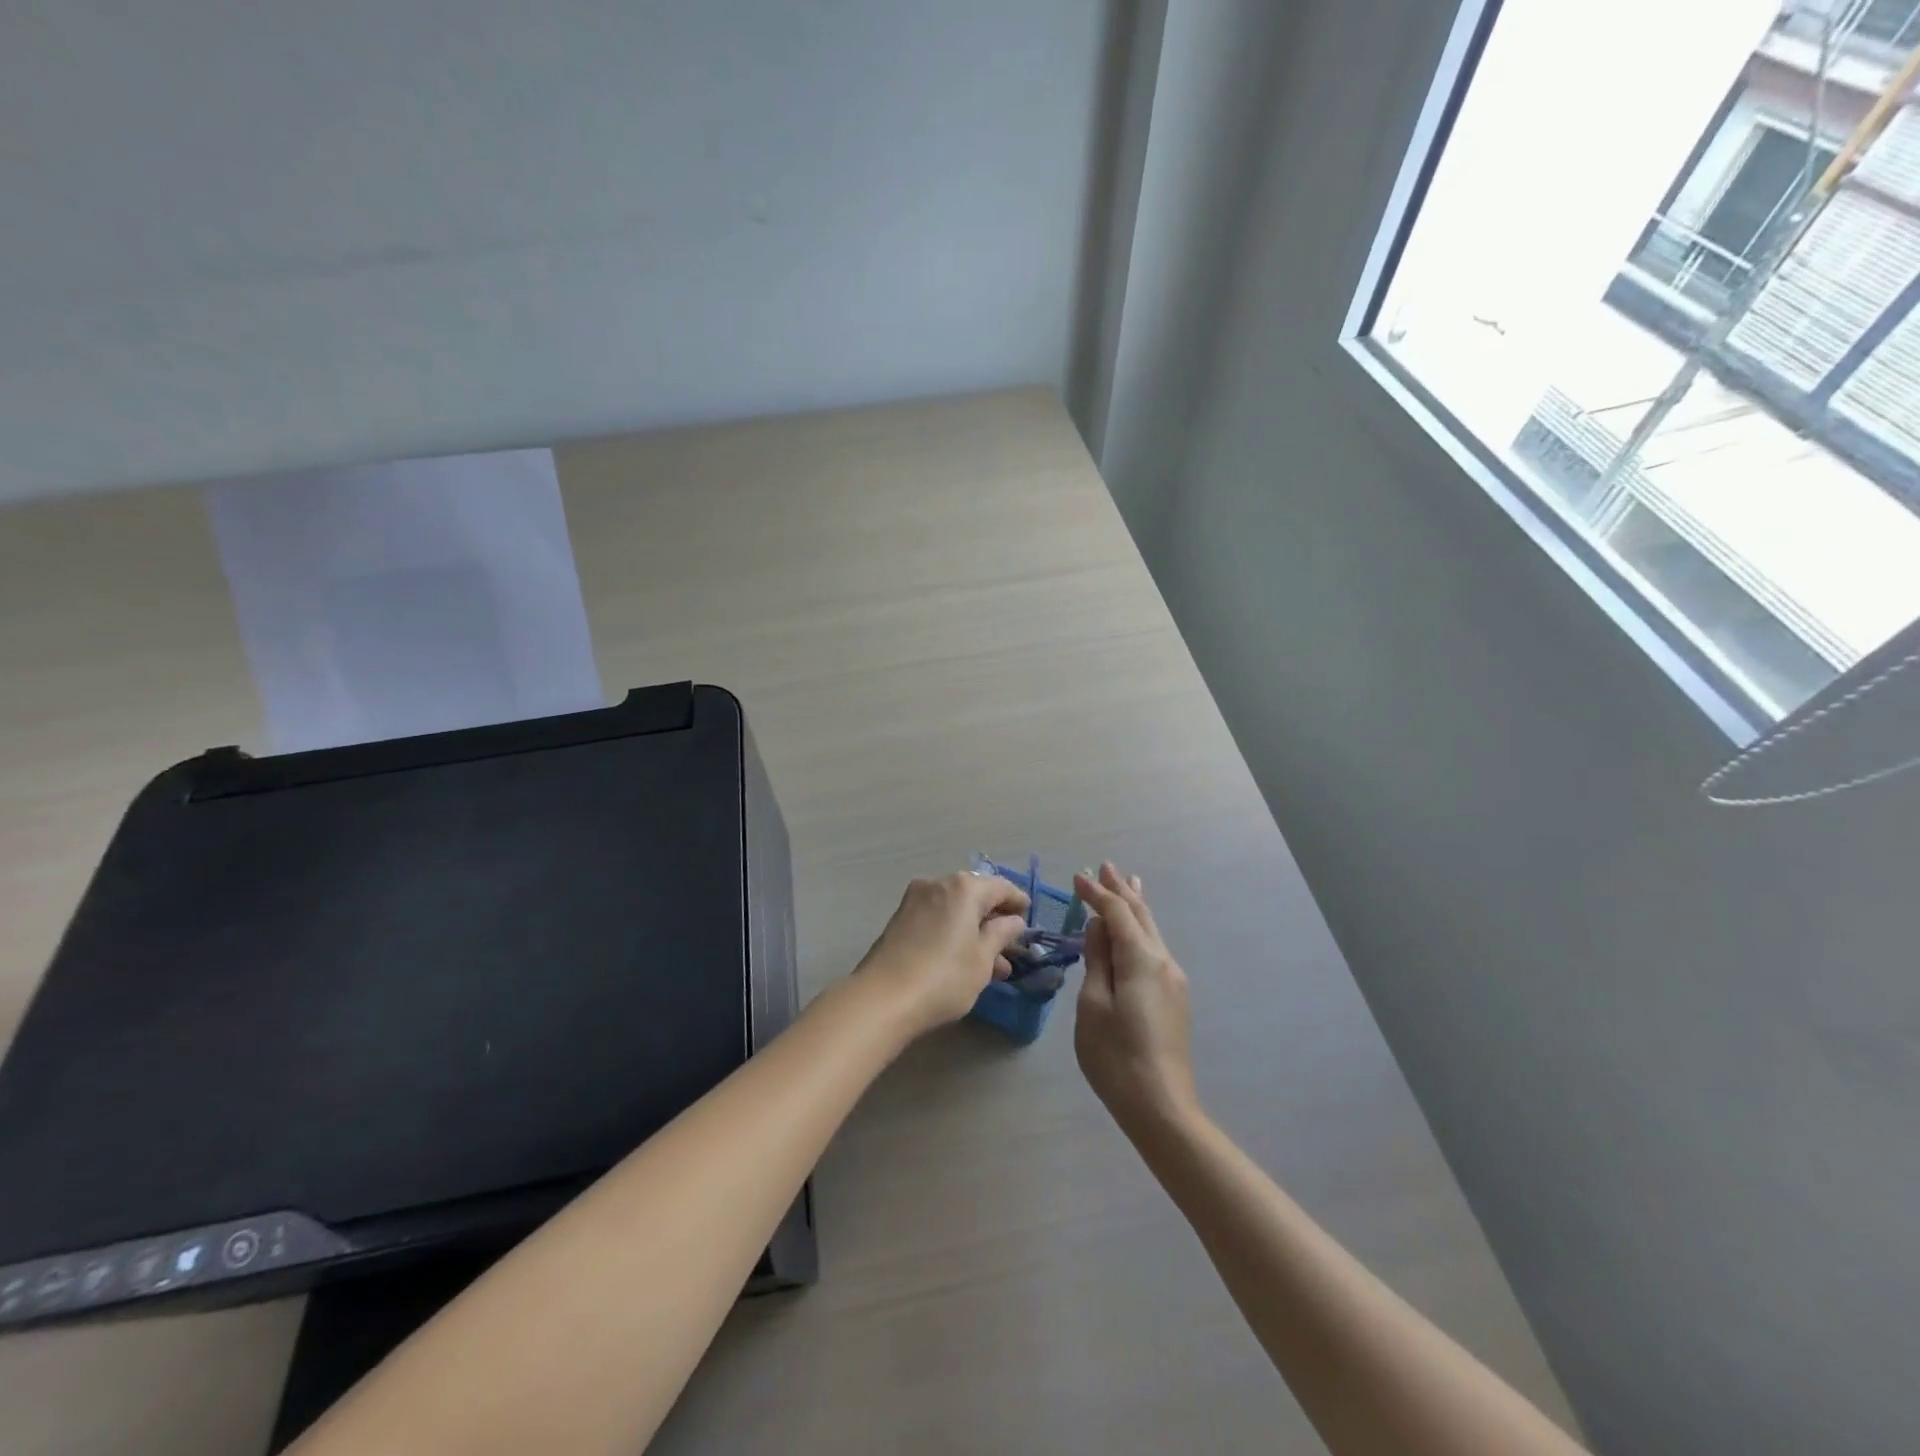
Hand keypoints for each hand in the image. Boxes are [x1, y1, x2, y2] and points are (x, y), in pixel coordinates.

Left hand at [855, 872, 1030, 1035]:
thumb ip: (1001, 935)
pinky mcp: (900, 920)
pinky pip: (937, 919)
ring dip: (975, 931)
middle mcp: (937, 885)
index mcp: (963, 888)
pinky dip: (954, 933)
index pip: (1000, 887)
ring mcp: (914, 901)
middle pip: (975, 895)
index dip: (1017, 901)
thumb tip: (1013, 921)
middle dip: (994, 919)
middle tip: (1011, 944)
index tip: (1028, 916)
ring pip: (955, 910)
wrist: (882, 999)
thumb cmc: (944, 977)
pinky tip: (965, 962)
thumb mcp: (983, 959)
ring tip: (994, 965)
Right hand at [1072, 864, 1198, 1134]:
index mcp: (1142, 959)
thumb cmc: (1116, 1057)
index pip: (1116, 913)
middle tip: (1106, 866)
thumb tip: (1097, 927)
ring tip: (1126, 883)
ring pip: (1151, 931)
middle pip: (1141, 915)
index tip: (1076, 877)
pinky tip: (1136, 928)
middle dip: (1122, 890)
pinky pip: (1154, 948)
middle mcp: (1163, 961)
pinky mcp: (1173, 997)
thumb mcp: (1093, 1006)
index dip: (1096, 893)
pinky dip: (1140, 929)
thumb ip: (1096, 961)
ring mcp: (1173, 980)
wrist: (1161, 1106)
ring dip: (1134, 906)